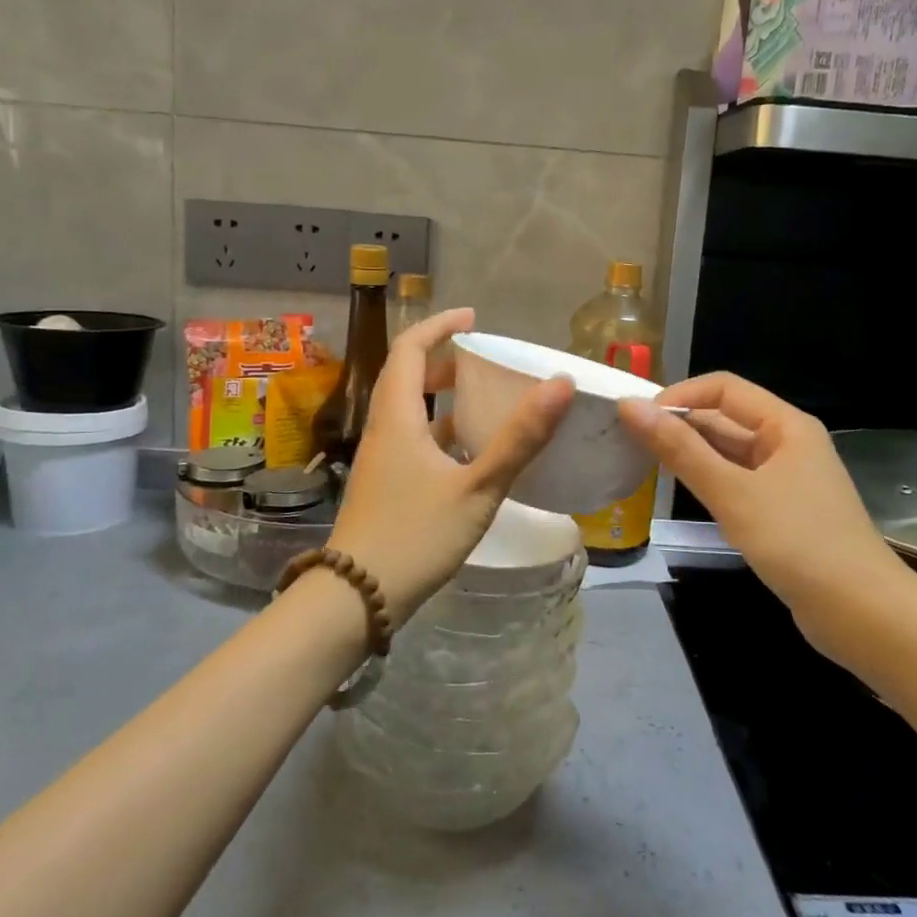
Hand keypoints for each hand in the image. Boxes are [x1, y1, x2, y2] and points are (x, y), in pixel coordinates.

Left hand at [331, 308, 572, 625]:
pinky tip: (469, 455)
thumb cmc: (415, 536)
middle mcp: (383, 431)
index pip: (410, 349)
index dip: (439, 325)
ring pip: (409, 412)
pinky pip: (411, 441)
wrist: (356, 599)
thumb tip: (560, 385)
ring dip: (441, 398)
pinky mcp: (383, 487)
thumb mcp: (477, 487)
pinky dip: (440, 433)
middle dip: (443, 360)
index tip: (472, 317)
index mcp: (398, 418)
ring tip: (484, 401)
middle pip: (406, 377)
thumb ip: (520, 439)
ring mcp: (379, 462)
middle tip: (484, 360)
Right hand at [619, 373, 896, 618]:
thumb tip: (631, 407)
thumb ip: (681, 450)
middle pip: (726, 418)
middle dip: (680, 425)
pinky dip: (708, 481)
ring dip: (691, 454)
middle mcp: (788, 443)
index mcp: (786, 425)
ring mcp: (787, 479)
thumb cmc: (799, 543)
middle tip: (630, 444)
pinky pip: (738, 482)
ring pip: (730, 453)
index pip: (723, 388)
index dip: (679, 396)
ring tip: (644, 465)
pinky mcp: (783, 511)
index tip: (637, 421)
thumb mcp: (733, 493)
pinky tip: (682, 493)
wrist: (863, 614)